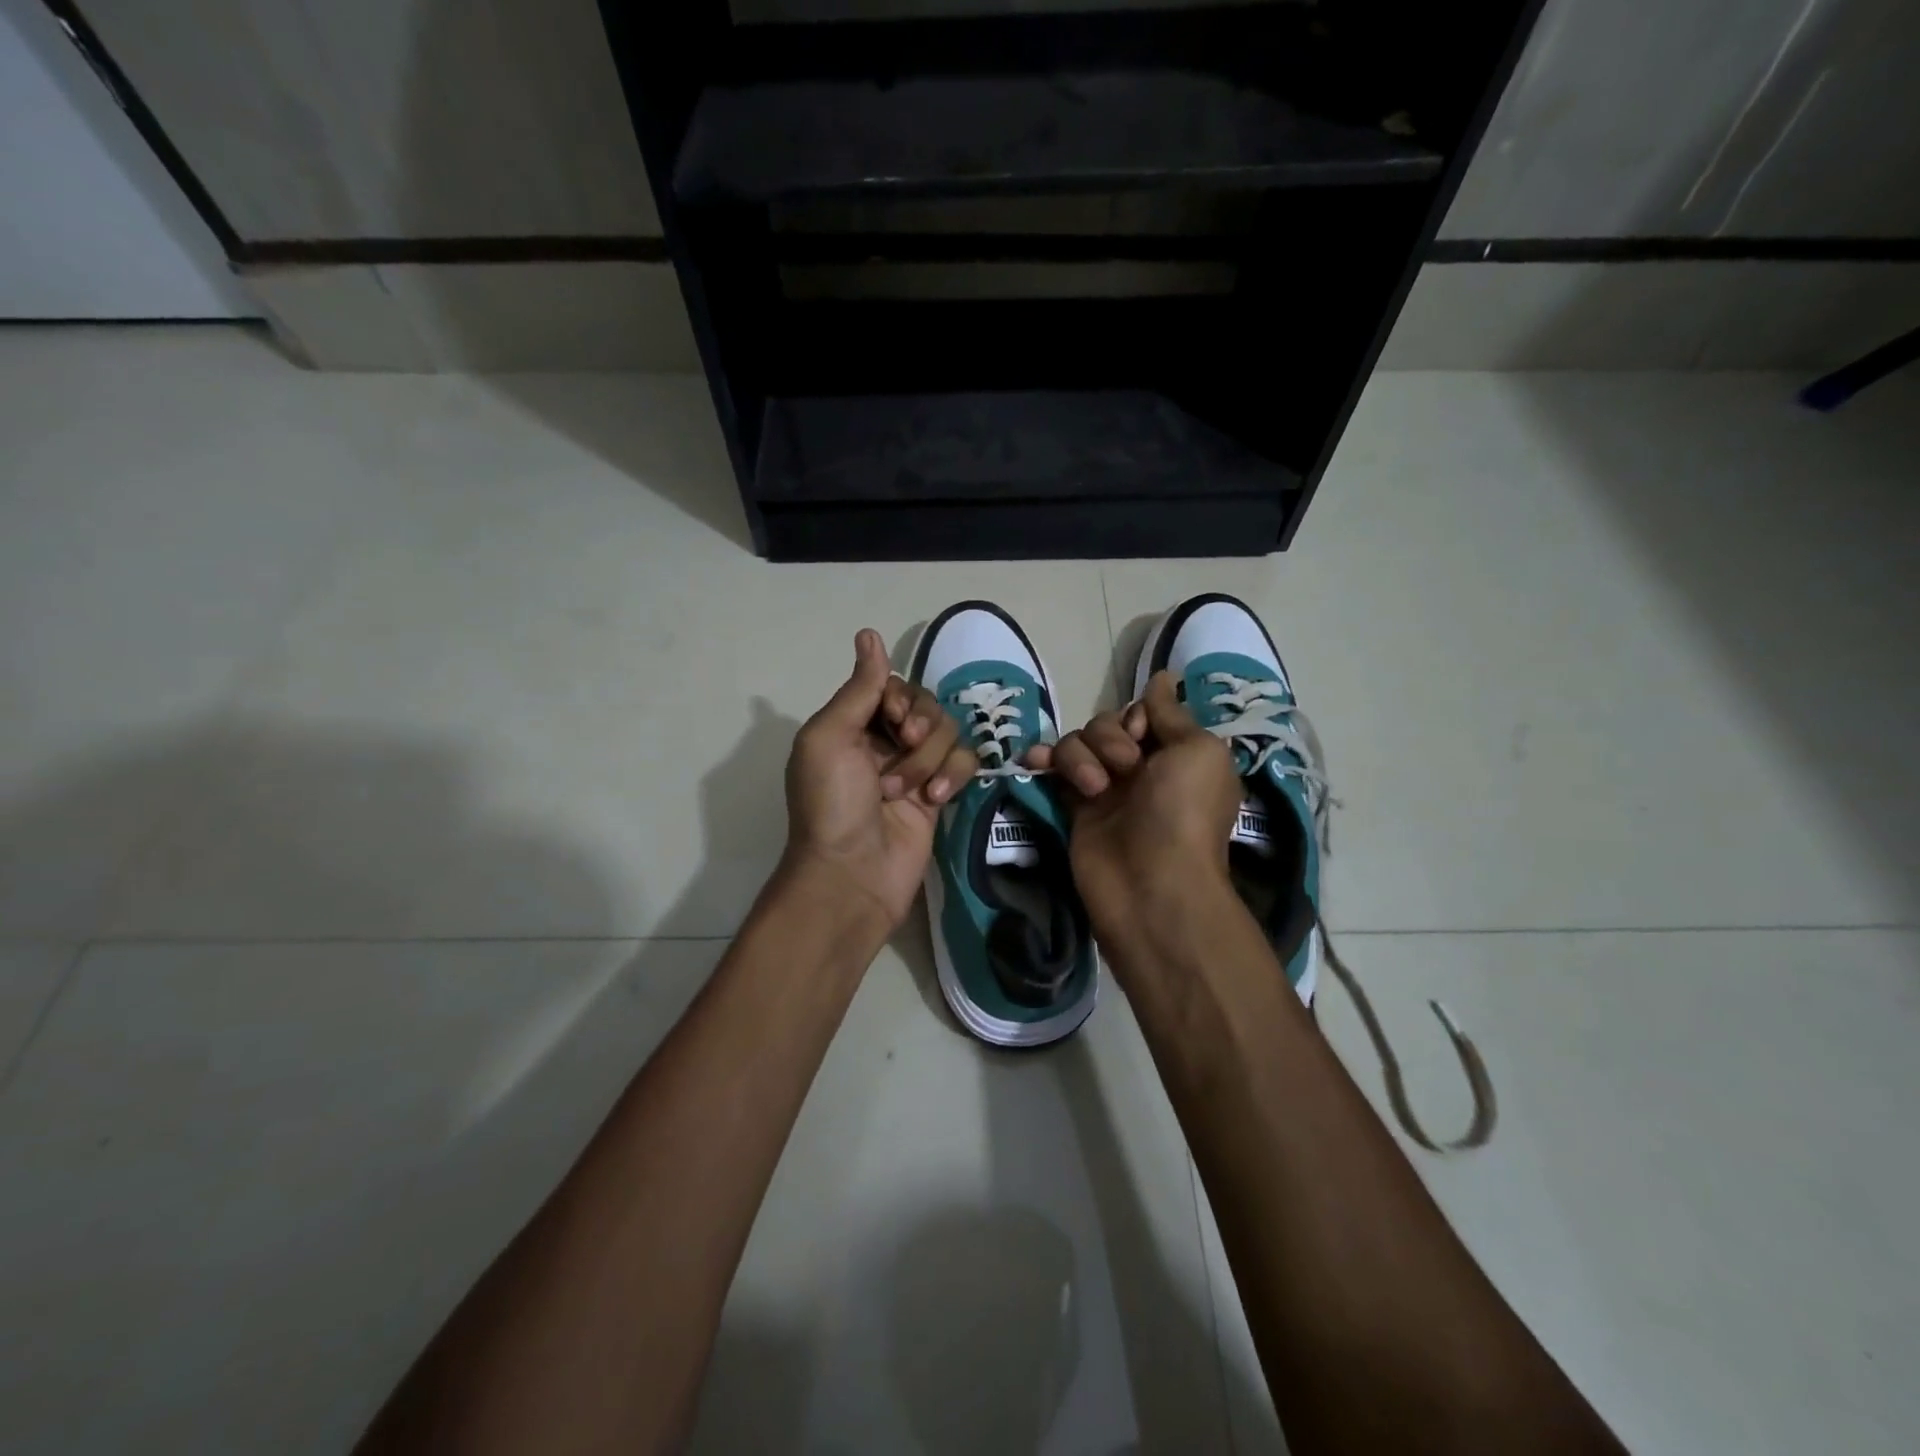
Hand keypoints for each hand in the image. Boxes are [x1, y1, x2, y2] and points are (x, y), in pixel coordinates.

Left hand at [782, 629, 977, 930]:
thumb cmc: (830, 803)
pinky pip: (964, 762)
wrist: (852, 873)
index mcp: (852, 725)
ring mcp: (914, 769)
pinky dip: (954, 775)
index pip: (893, 687)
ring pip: (948, 733)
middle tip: (905, 747)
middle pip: (926, 705)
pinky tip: (936, 800)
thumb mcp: (829, 737)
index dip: (902, 697)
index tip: (895, 718)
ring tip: (906, 791)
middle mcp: (884, 741)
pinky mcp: (939, 795)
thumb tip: (869, 634)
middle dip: (920, 725)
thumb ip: (858, 688)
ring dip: (930, 758)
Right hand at [1025, 670, 1242, 937]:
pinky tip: (1035, 762)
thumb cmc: (1184, 813)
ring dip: (1080, 756)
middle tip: (1125, 770)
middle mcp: (1140, 767)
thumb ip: (1171, 713)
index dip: (1137, 717)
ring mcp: (1104, 788)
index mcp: (1175, 753)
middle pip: (1106, 724)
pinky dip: (1043, 760)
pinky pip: (1053, 770)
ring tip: (1093, 789)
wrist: (1152, 884)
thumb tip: (1164, 677)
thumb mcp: (1197, 751)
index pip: (1142, 712)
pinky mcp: (1074, 807)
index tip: (1142, 736)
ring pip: (1077, 744)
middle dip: (1108, 738)